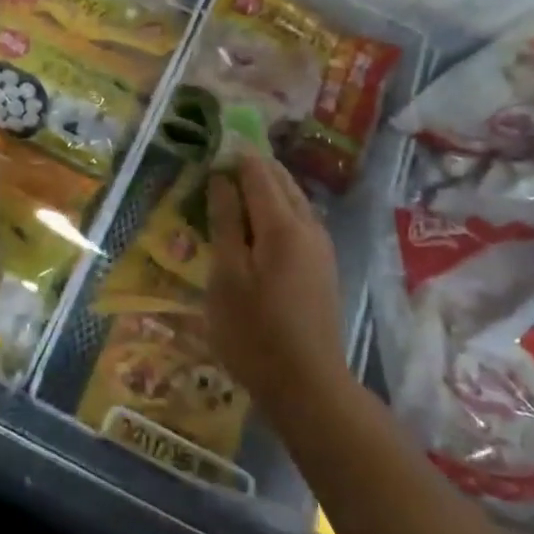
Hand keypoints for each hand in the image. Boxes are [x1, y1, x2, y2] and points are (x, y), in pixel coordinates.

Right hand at [206, 154, 349, 409]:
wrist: (308, 387)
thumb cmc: (255, 332)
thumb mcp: (227, 276)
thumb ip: (225, 223)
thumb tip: (221, 178)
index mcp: (282, 224)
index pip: (258, 172)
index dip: (234, 155)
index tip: (210, 147)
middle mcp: (308, 227)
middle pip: (281, 180)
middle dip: (252, 167)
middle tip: (218, 165)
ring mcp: (321, 247)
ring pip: (293, 200)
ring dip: (265, 188)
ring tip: (232, 191)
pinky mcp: (323, 267)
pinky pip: (299, 221)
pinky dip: (276, 210)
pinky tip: (257, 226)